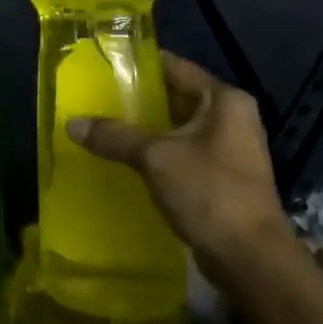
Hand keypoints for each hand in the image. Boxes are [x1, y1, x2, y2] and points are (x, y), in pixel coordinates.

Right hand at [66, 52, 290, 262]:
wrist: (250, 259)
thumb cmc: (209, 192)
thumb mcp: (156, 158)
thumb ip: (115, 136)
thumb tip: (71, 124)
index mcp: (224, 100)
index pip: (175, 67)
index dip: (140, 64)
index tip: (104, 64)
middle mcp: (231, 117)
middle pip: (176, 97)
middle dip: (138, 99)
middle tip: (96, 96)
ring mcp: (229, 149)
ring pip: (177, 128)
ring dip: (145, 129)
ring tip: (102, 125)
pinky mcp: (221, 177)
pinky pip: (181, 153)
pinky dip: (156, 153)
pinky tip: (124, 158)